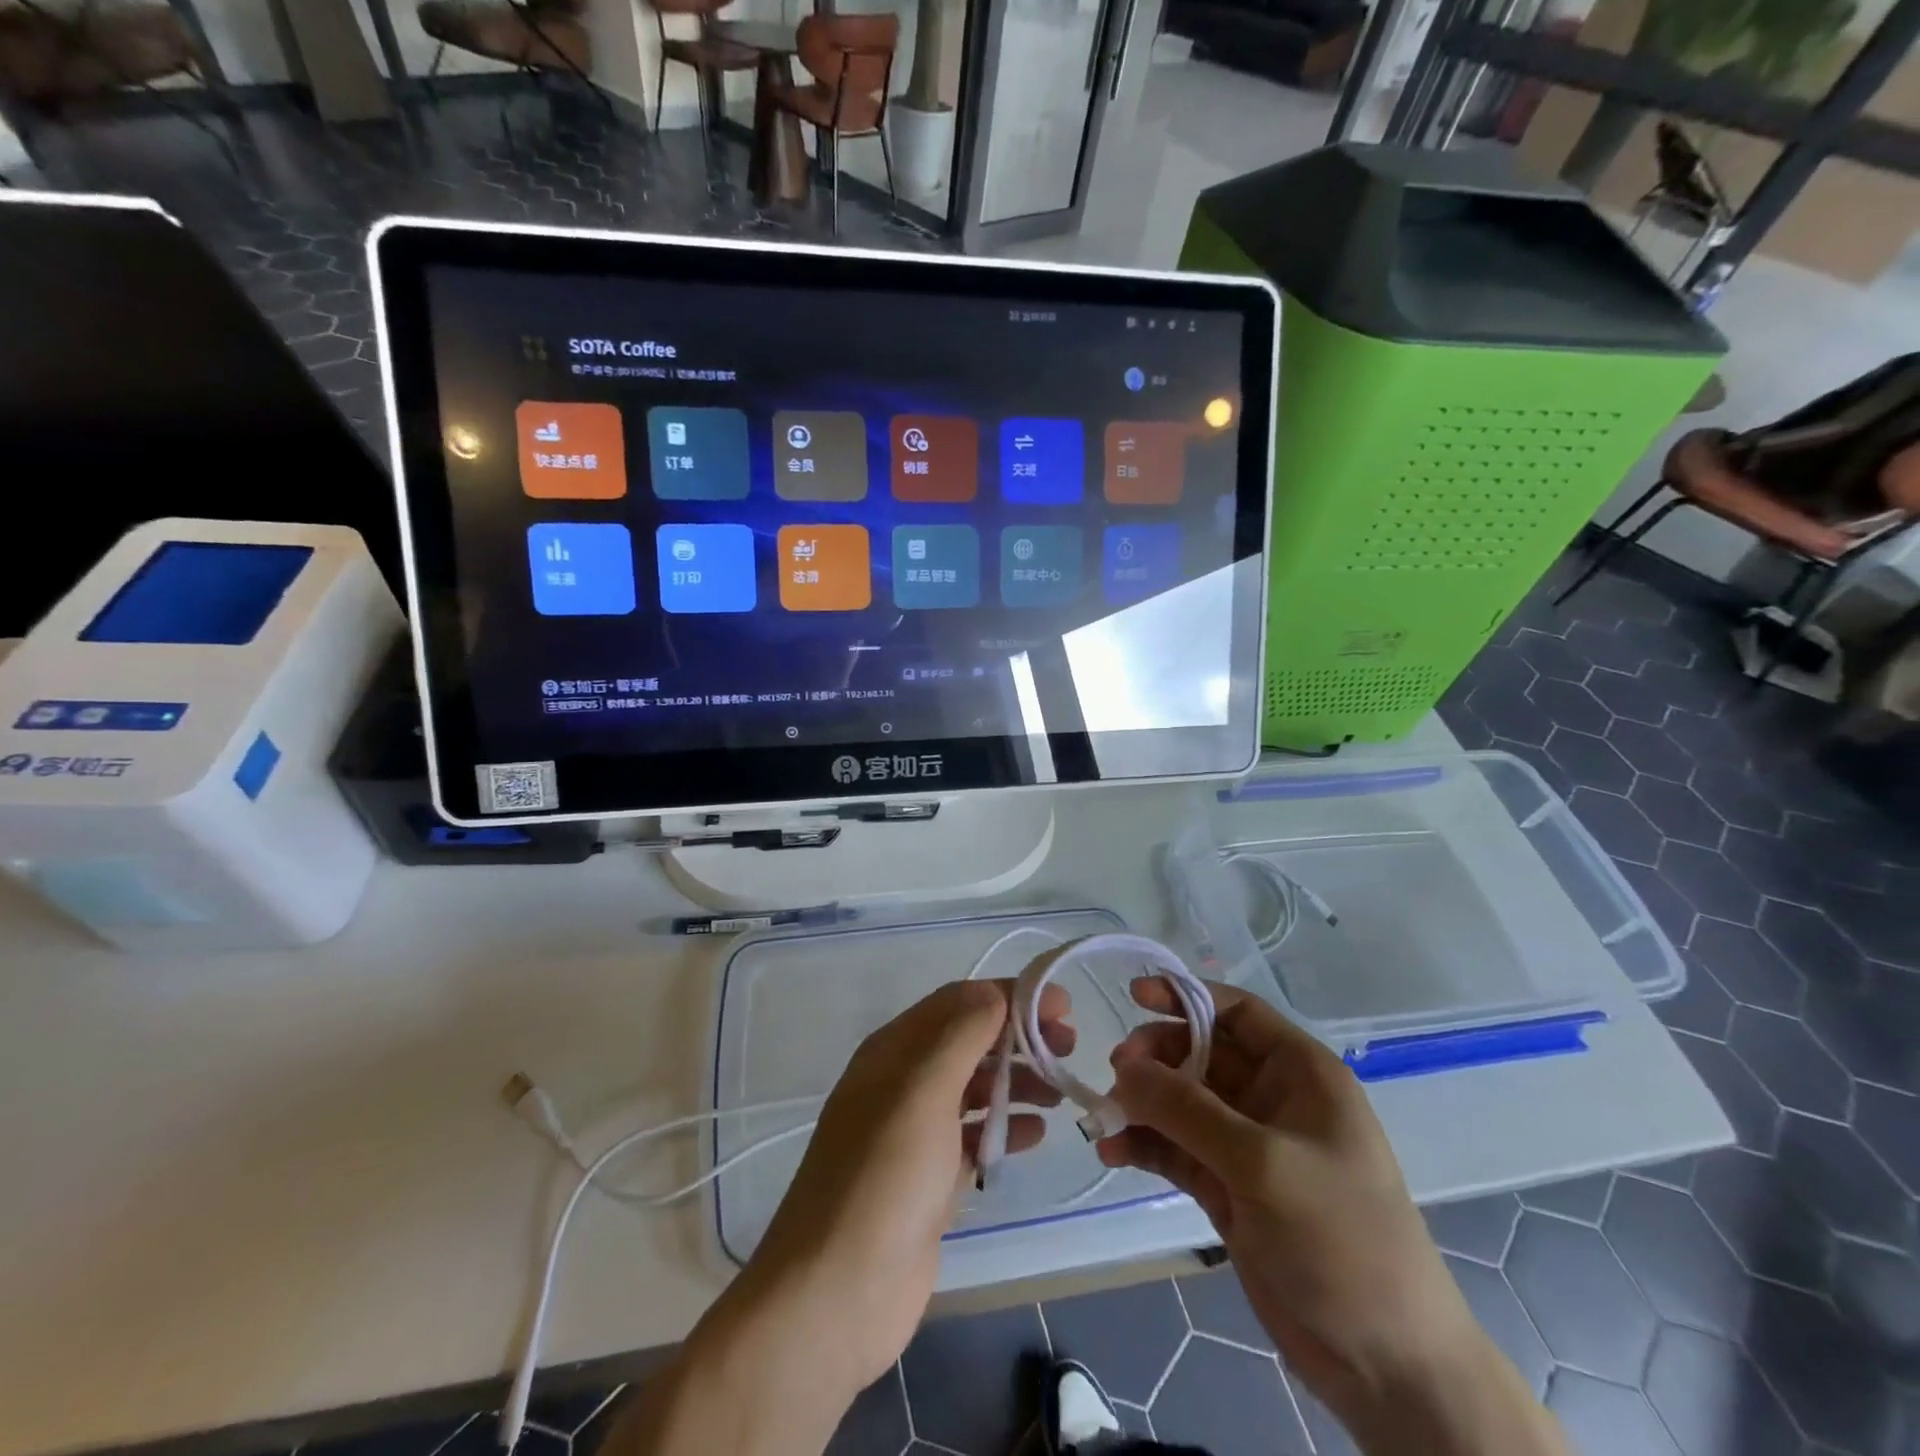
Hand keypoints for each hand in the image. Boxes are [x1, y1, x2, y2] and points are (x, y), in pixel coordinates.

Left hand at [744, 977, 1074, 1389]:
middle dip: (1018, 1037)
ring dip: (1017, 1081)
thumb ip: (961, 1035)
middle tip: (1069, 1047)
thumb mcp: (922, 1090)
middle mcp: (903, 1082)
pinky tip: (1038, 1133)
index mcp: (894, 1050)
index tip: (1061, 1005)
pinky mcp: (928, 1179)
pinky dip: (1006, 1128)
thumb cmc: (884, 1176)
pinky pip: (974, 1137)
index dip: (1009, 996)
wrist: (838, 1292)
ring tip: (1061, 1090)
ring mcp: (914, 1133)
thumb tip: (993, 992)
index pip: (959, 1003)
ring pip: (974, 1089)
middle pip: (969, 1042)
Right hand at [1097, 978, 1567, 1455]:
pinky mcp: (1226, 1188)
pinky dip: (1143, 1145)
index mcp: (1300, 1073)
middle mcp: (1271, 1099)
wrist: (1384, 1364)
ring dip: (1141, 1104)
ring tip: (1105, 1117)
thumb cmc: (1341, 1237)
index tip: (1134, 994)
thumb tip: (1123, 1067)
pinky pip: (1174, 1148)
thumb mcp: (1263, 1163)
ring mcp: (1247, 1146)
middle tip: (1116, 1073)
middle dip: (1155, 1057)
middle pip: (1199, 1053)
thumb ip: (1187, 1109)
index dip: (1186, 996)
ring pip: (1180, 1103)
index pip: (1236, 1012)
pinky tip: (1113, 1153)